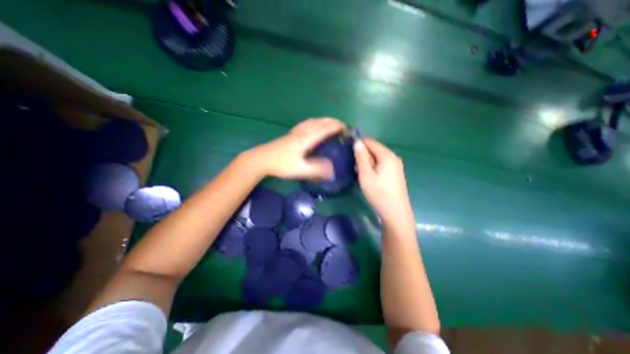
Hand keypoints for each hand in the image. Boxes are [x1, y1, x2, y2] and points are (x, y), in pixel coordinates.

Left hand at [251, 118, 345, 179]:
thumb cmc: (281, 164)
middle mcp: (303, 131)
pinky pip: (307, 123)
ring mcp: (296, 131)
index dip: (338, 127)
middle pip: (321, 122)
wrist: (261, 159)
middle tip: (343, 127)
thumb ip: (317, 170)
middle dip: (333, 122)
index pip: (326, 128)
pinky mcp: (291, 134)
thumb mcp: (300, 169)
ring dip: (325, 121)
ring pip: (314, 121)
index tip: (347, 130)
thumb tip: (333, 171)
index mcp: (307, 138)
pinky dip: (315, 122)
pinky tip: (314, 126)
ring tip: (332, 124)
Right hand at [354, 136, 414, 227]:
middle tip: (353, 166)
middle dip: (363, 155)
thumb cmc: (378, 193)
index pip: (370, 142)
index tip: (348, 152)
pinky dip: (373, 167)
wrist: (395, 212)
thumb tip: (357, 142)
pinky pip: (382, 164)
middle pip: (375, 149)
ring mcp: (396, 165)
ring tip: (359, 172)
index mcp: (387, 155)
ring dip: (367, 162)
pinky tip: (368, 176)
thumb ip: (361, 157)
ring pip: (378, 157)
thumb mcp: (366, 174)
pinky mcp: (396, 173)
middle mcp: (393, 157)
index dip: (358, 144)